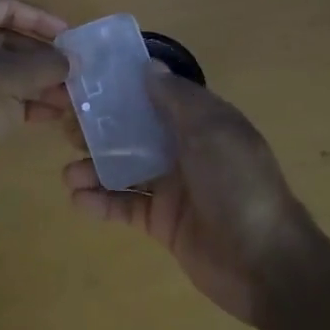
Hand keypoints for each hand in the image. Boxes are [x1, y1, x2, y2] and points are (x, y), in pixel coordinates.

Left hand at [0, 0, 69, 197]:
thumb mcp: (12, 77)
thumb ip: (47, 64)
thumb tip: (73, 62)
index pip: (6, 7)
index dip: (41, 21)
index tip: (70, 38)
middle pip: (4, 38)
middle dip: (41, 58)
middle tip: (73, 72)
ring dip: (34, 82)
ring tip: (69, 98)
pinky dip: (18, 99)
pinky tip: (50, 114)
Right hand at [61, 67, 315, 323]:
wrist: (266, 263)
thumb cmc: (238, 183)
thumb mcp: (212, 129)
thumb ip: (177, 98)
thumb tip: (148, 67)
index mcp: (199, 122)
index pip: (153, 96)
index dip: (121, 89)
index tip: (85, 82)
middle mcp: (182, 149)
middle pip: (131, 131)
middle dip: (98, 128)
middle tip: (63, 126)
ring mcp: (170, 187)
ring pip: (122, 169)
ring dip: (93, 167)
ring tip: (68, 173)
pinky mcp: (161, 222)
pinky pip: (124, 205)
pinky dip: (100, 202)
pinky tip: (78, 198)